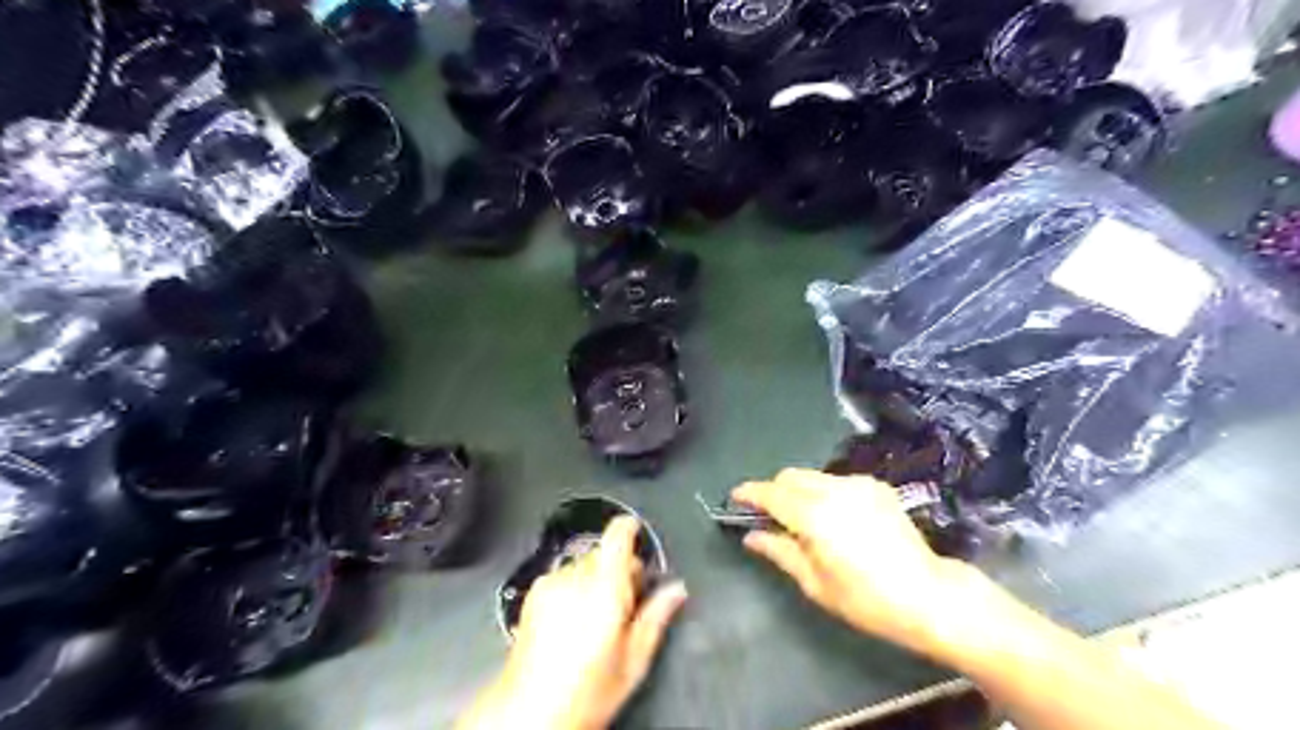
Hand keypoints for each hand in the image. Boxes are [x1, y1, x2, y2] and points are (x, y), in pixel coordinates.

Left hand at [464, 513, 696, 729]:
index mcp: (605, 590)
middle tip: (627, 602)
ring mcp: (550, 584)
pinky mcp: (533, 594)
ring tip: (597, 617)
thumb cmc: (587, 693)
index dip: (630, 528)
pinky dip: (574, 587)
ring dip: (595, 578)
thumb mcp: (634, 661)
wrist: (530, 713)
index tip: (638, 533)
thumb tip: (677, 589)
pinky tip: (574, 620)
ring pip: (583, 564)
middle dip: (619, 568)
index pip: (617, 536)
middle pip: (603, 552)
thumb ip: (656, 617)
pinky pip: (562, 575)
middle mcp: (575, 578)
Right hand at [736, 467, 979, 654]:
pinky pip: (837, 481)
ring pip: (813, 476)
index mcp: (814, 515)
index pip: (770, 493)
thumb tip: (752, 535)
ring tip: (804, 520)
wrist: (927, 595)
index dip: (748, 493)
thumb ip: (779, 551)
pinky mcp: (876, 486)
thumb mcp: (814, 583)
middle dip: (774, 490)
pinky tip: (836, 519)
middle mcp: (834, 489)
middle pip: (790, 476)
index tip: (734, 497)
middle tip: (769, 516)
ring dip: (799, 491)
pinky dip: (825, 492)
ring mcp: (858, 484)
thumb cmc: (865, 599)